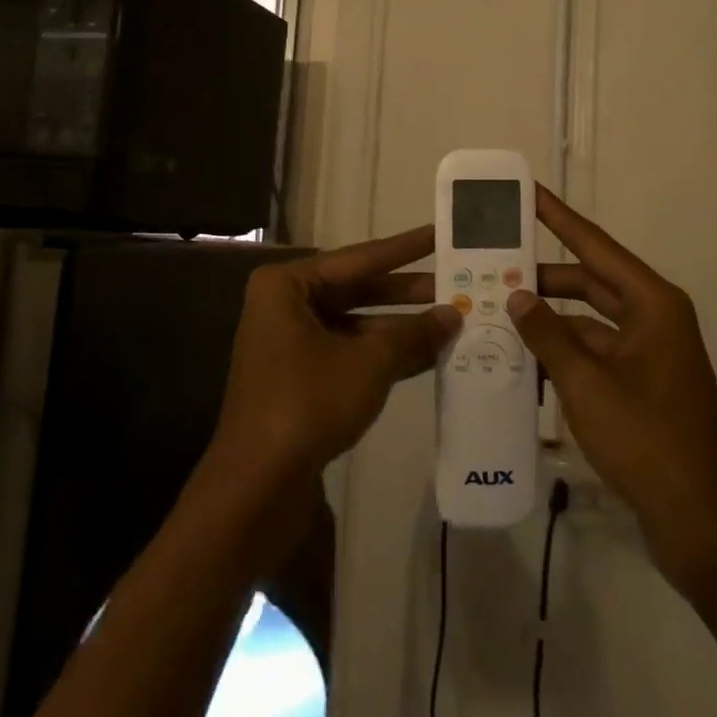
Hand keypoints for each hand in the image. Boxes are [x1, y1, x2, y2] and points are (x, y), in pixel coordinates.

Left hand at [209, 227, 461, 492]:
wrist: (259, 483)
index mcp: (288, 285)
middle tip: (457, 281)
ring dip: (401, 327)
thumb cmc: (309, 401)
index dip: (405, 247)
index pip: (359, 258)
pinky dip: (385, 354)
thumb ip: (413, 334)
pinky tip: (430, 355)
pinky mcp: (301, 377)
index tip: (440, 232)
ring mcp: (292, 343)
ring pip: (357, 324)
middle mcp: (286, 305)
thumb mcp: (369, 362)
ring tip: (454, 319)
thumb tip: (453, 314)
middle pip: (358, 290)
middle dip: (408, 292)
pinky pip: (350, 352)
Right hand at [507, 186, 716, 585]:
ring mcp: (649, 352)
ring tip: (497, 309)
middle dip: (543, 274)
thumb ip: (547, 333)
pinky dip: (562, 351)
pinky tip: (521, 357)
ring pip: (589, 319)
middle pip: (590, 281)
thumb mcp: (586, 383)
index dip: (559, 216)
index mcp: (653, 304)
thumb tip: (517, 294)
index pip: (596, 246)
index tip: (528, 191)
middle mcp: (654, 318)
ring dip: (549, 317)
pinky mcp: (640, 383)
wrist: (698, 520)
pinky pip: (594, 351)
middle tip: (495, 261)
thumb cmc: (646, 439)